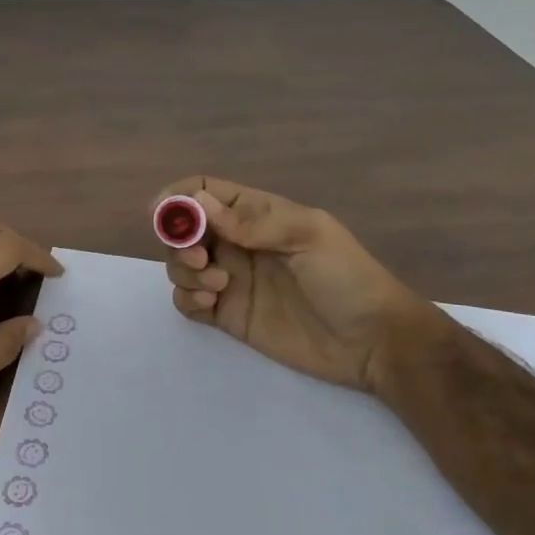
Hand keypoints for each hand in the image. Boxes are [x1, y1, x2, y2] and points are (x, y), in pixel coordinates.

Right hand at [158, 177, 407, 390]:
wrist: (372, 341)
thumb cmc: (346, 277)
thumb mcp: (309, 235)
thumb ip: (253, 221)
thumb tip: (198, 204)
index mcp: (257, 215)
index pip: (205, 192)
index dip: (179, 198)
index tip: (162, 214)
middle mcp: (238, 244)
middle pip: (185, 229)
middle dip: (179, 239)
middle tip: (200, 259)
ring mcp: (232, 280)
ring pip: (181, 265)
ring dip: (184, 270)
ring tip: (218, 285)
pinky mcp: (229, 316)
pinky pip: (189, 302)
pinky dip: (187, 299)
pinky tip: (211, 304)